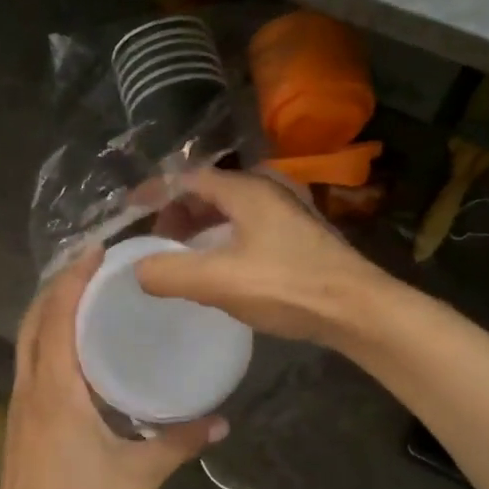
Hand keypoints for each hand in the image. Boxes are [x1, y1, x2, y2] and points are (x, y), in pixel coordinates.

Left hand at [0, 250, 225, 488]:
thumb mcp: (137, 478)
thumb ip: (179, 444)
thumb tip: (221, 421)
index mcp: (56, 393)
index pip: (57, 318)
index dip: (73, 279)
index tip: (97, 250)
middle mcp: (31, 389)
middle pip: (34, 320)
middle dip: (59, 285)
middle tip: (96, 264)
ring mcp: (20, 406)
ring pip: (27, 341)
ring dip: (50, 309)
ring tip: (88, 292)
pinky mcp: (20, 422)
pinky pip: (31, 363)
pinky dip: (48, 338)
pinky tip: (77, 346)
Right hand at [135, 169, 388, 343]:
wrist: (358, 309)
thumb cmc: (287, 287)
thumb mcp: (219, 282)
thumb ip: (170, 274)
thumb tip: (139, 270)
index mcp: (247, 189)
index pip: (188, 179)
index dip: (155, 193)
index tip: (130, 211)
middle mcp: (269, 189)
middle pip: (211, 191)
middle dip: (179, 213)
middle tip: (159, 242)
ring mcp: (289, 210)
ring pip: (232, 209)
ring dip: (203, 227)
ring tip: (185, 256)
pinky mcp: (301, 233)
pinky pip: (250, 225)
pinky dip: (226, 237)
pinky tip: (223, 265)